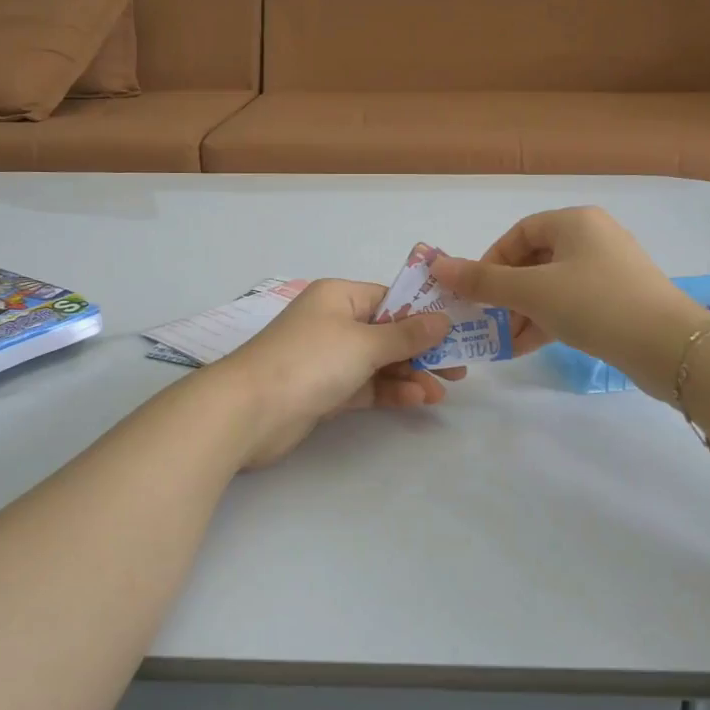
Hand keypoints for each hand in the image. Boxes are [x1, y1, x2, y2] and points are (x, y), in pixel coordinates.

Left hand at [216, 280, 462, 467]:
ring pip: (379, 362)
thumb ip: (406, 335)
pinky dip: (390, 391)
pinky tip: (417, 400)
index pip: (390, 299)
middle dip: (422, 350)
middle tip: (460, 368)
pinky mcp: (324, 391)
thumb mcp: (364, 342)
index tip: (458, 330)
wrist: (249, 411)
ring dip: (410, 374)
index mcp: (340, 297)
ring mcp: (328, 359)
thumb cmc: (310, 361)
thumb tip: (442, 320)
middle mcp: (334, 322)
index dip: (425, 314)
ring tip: (442, 391)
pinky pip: (365, 386)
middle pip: (387, 332)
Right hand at [432, 207, 700, 390]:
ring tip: (504, 341)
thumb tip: (438, 266)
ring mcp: (610, 269)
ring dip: (524, 311)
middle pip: (535, 260)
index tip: (476, 291)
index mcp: (574, 221)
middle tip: (486, 319)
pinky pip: (573, 303)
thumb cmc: (595, 304)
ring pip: (553, 285)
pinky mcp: (621, 299)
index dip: (491, 260)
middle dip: (506, 293)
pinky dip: (549, 320)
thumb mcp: (532, 291)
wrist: (668, 346)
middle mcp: (593, 237)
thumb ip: (483, 281)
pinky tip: (529, 346)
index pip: (520, 233)